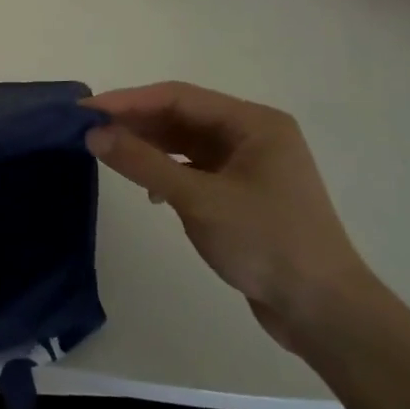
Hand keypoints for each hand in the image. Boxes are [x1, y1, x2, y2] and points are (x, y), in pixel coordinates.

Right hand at [84, 82, 375, 349]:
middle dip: (135, 123)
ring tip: (108, 155)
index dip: (128, 101)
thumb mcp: (198, 199)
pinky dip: (166, 173)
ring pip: (185, 143)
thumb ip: (143, 163)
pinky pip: (194, 169)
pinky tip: (148, 192)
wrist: (323, 311)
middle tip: (88, 132)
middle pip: (181, 116)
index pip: (178, 97)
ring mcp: (249, 165)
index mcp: (254, 123)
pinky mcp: (243, 193)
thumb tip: (93, 134)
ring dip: (148, 147)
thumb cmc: (266, 243)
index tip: (85, 111)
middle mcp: (253, 135)